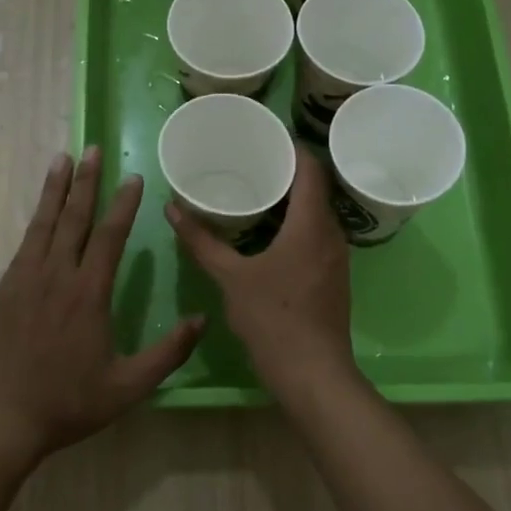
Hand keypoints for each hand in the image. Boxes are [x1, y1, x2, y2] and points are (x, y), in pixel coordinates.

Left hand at [0, 147, 205, 465]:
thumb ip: (168, 353)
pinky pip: (23, 246)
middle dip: (87, 182)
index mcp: (88, 294)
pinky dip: (34, 221)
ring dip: (55, 190)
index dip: (123, 204)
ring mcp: (23, 281)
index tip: (133, 177)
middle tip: (94, 149)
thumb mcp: (127, 387)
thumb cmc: (67, 404)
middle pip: (74, 218)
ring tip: (62, 159)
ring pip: (43, 224)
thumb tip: (202, 320)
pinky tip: (40, 213)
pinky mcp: (1, 291)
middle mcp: (55, 276)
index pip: (109, 236)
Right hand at [166, 145, 358, 403]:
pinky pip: (316, 236)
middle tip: (249, 162)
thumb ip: (202, 242)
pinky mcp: (333, 277)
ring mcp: (337, 258)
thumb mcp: (230, 278)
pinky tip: (268, 234)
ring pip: (316, 215)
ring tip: (255, 192)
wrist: (313, 373)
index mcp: (311, 224)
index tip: (263, 137)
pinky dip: (295, 226)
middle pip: (315, 189)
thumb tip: (173, 209)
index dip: (291, 147)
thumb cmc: (273, 319)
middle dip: (285, 172)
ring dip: (291, 201)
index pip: (310, 168)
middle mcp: (332, 234)